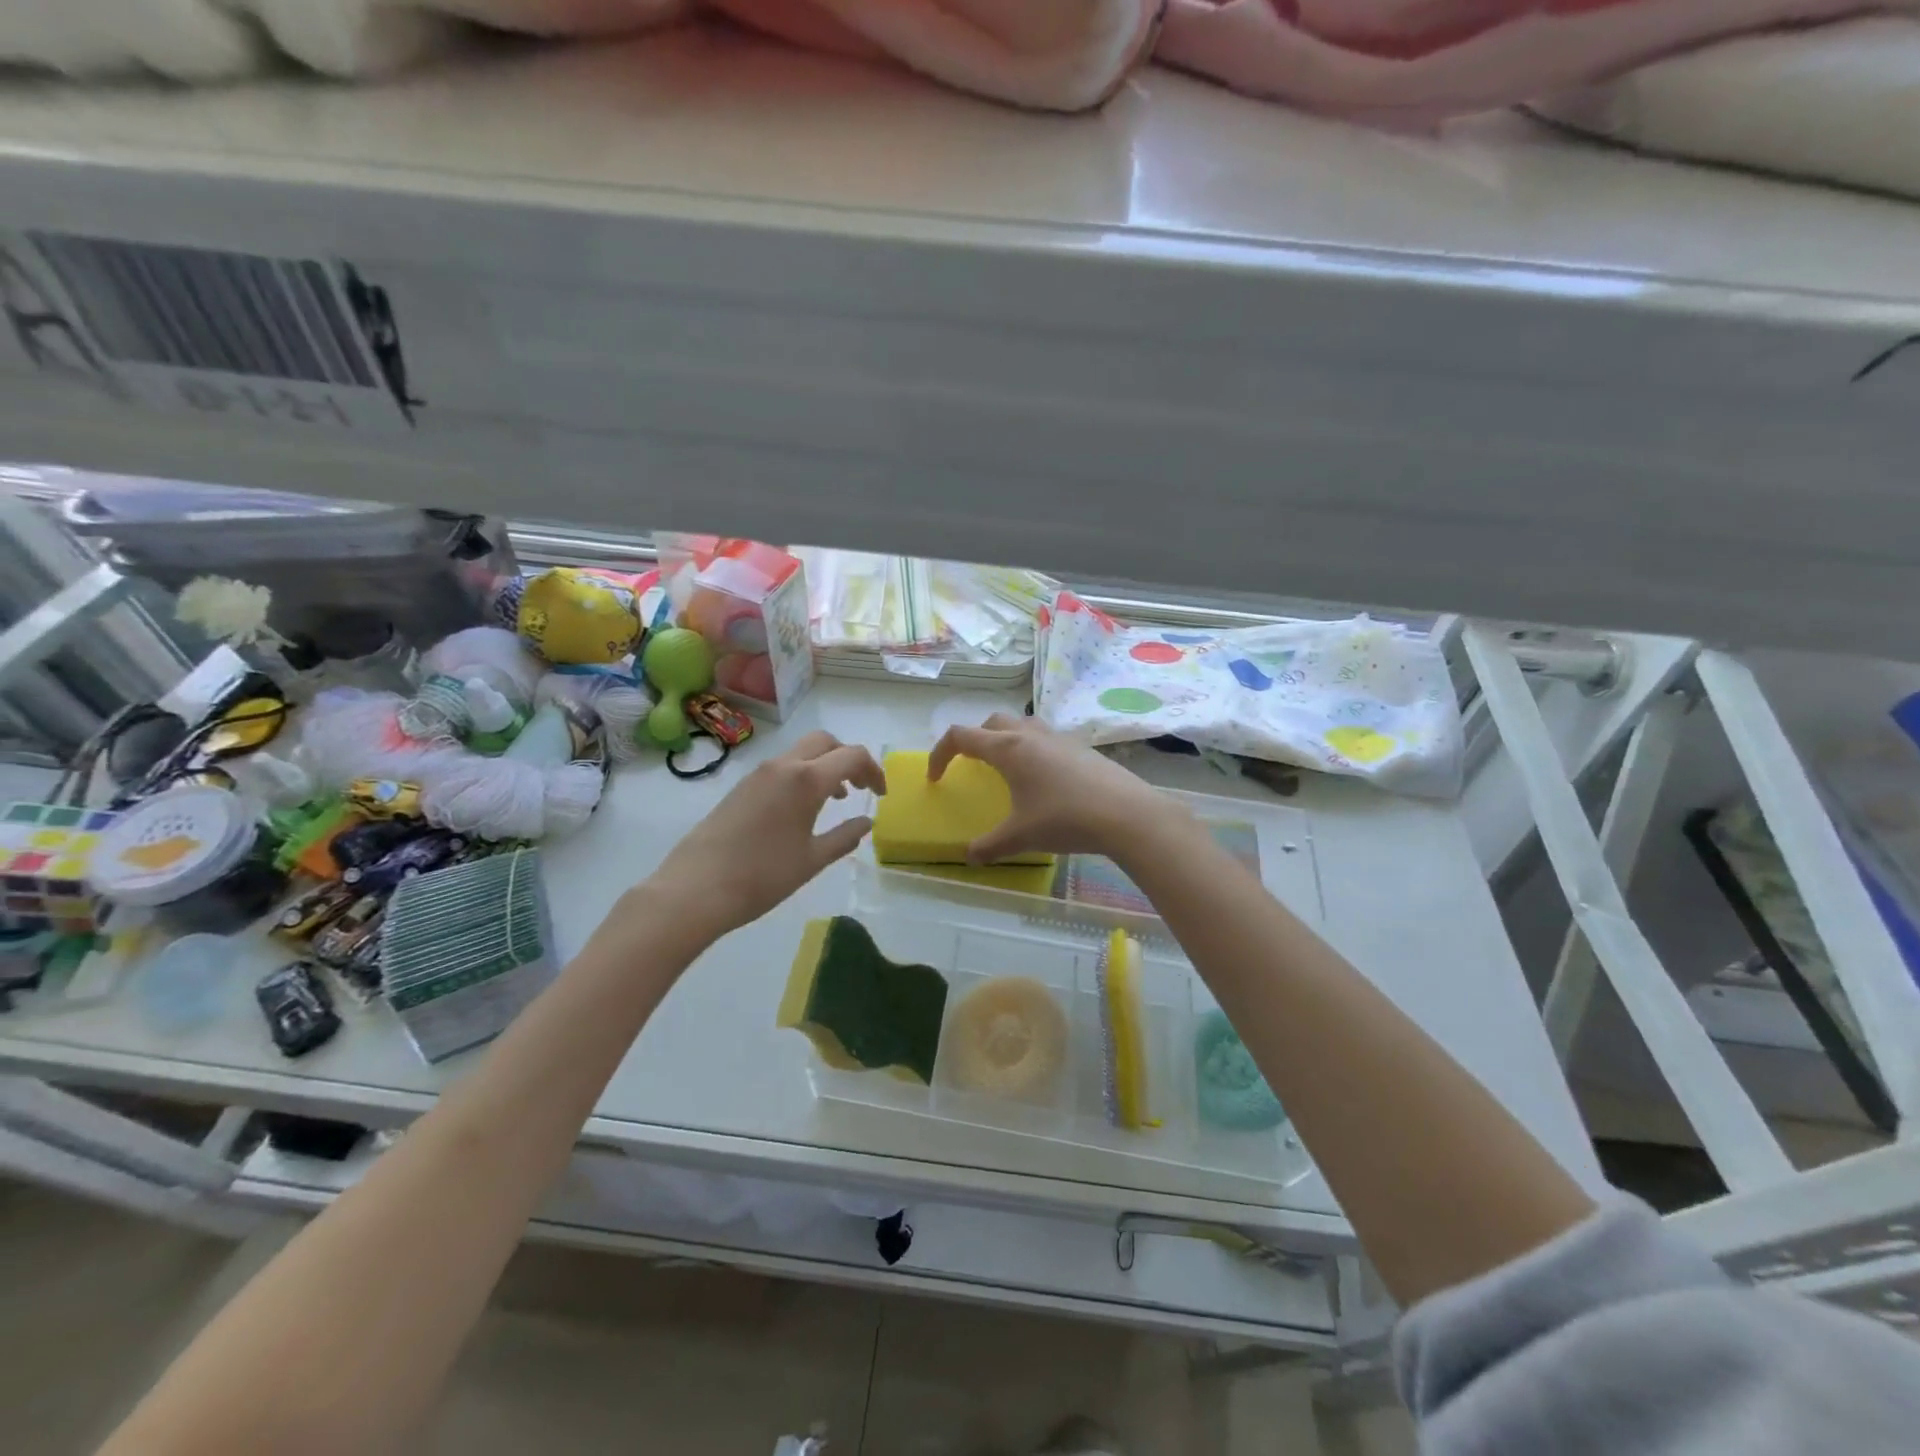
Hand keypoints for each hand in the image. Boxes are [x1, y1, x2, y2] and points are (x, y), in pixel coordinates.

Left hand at [642, 730, 885, 940]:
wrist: (696, 888)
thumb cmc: (763, 876)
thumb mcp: (812, 860)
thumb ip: (844, 837)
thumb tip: (866, 823)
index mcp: (806, 779)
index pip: (852, 756)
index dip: (874, 771)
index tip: (880, 795)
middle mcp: (783, 766)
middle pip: (825, 742)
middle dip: (848, 758)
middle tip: (861, 788)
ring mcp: (758, 774)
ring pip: (801, 752)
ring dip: (824, 766)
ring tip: (835, 799)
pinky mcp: (741, 786)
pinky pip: (782, 767)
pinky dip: (802, 775)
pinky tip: (802, 809)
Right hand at [928, 714, 1166, 863]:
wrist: (1126, 814)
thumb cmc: (1065, 819)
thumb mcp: (1021, 837)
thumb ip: (990, 846)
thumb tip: (970, 857)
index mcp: (1007, 748)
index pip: (960, 737)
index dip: (940, 754)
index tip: (936, 778)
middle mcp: (1030, 734)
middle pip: (991, 723)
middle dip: (975, 740)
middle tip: (973, 767)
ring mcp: (1059, 738)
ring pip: (1022, 725)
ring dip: (1005, 740)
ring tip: (1008, 769)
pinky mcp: (1080, 748)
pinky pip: (1046, 739)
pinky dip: (1033, 750)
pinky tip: (1044, 781)